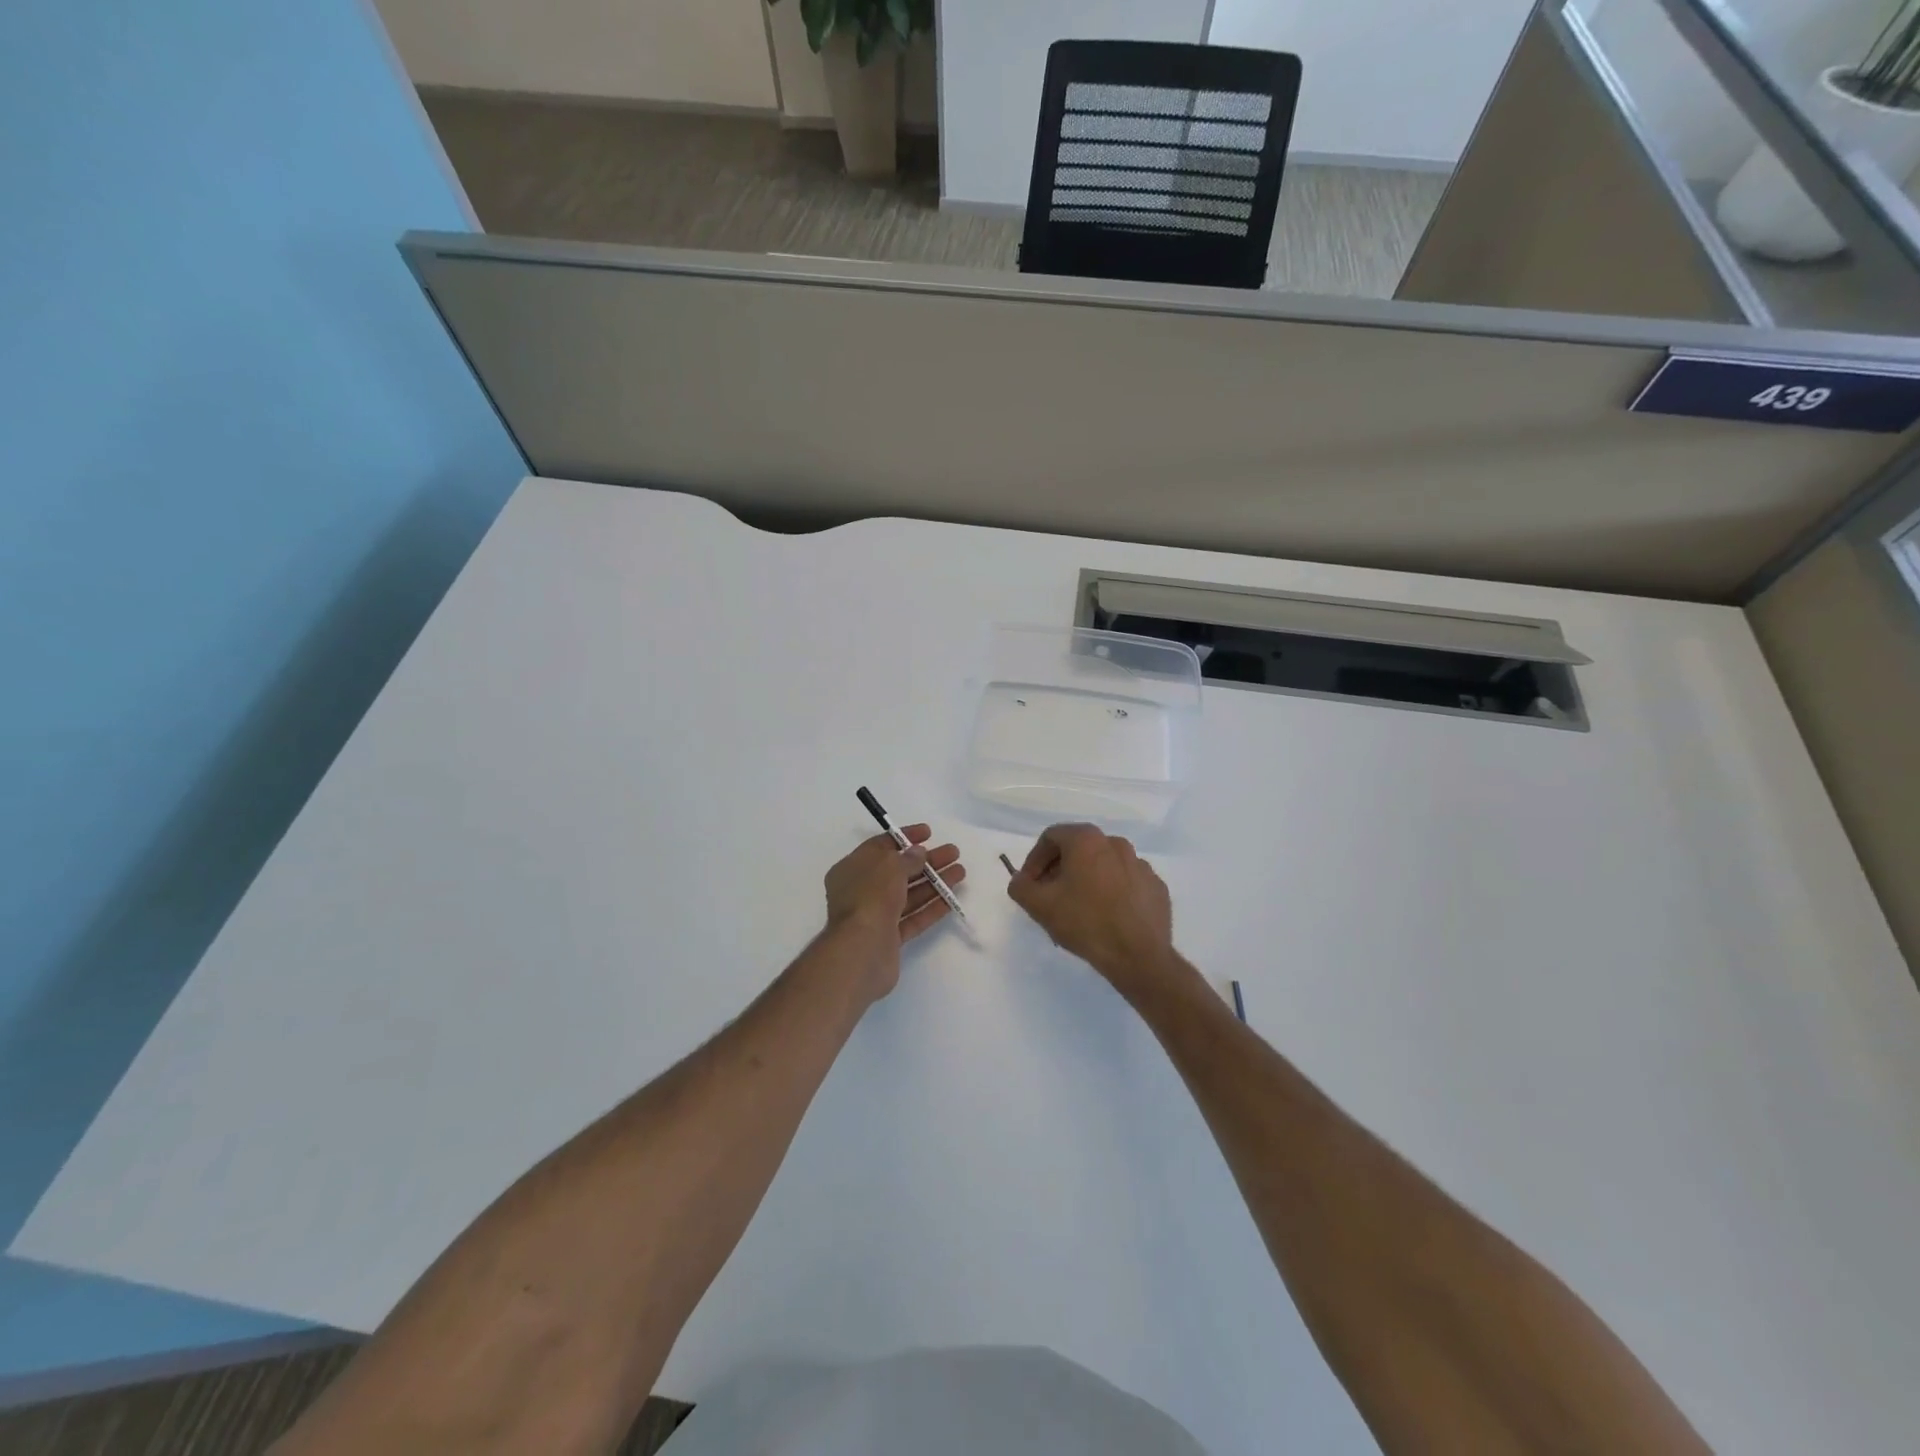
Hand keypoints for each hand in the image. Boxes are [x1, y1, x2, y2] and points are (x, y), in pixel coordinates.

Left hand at [823, 826, 965, 1000]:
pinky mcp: (889, 938)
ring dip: (934, 882)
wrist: (862, 951)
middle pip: (898, 871)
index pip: (880, 846)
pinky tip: (951, 898)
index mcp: (852, 869)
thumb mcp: (890, 867)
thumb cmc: (871, 897)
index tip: (929, 833)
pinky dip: (931, 907)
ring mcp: (875, 915)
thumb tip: (918, 853)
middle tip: (953, 853)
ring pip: (908, 894)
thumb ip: (907, 858)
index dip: (905, 838)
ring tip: (960, 872)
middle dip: (927, 861)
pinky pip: (913, 917)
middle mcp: (861, 891)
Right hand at [1007, 823, 1176, 994]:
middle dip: (1059, 869)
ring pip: (1104, 865)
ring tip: (1078, 908)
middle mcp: (1116, 843)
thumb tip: (1021, 880)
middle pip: (1079, 849)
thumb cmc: (1085, 922)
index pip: (1051, 837)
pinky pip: (1126, 882)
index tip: (1029, 884)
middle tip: (1050, 895)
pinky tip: (1106, 916)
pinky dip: (1112, 892)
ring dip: (1087, 879)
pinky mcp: (1156, 887)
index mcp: (1087, 840)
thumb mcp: (1039, 906)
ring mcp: (1141, 865)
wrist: (1138, 955)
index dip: (1034, 860)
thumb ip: (1021, 886)